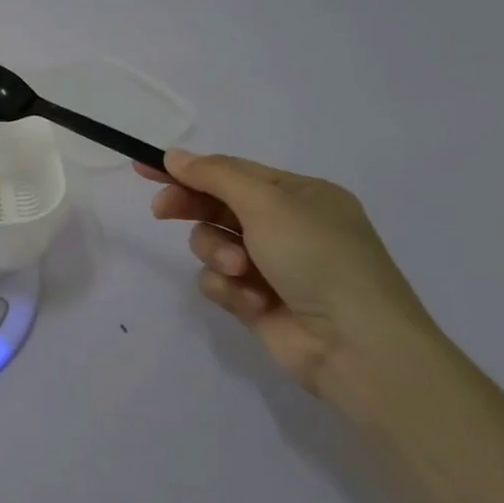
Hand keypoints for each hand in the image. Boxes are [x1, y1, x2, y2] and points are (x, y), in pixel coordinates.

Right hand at [136, 148, 439, 397]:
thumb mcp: (268, 204)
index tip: (145, 168)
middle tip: (161, 211)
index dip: (188, 168)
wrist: (358, 347)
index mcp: (300, 196)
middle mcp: (287, 227)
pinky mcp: (257, 301)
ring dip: (217, 254)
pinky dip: (228, 288)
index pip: (232, 172)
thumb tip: (173, 155)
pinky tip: (250, 301)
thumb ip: (215, 176)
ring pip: (213, 244)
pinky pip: (219, 281)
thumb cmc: (319, 259)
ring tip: (238, 270)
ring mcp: (272, 266)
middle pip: (218, 206)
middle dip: (192, 208)